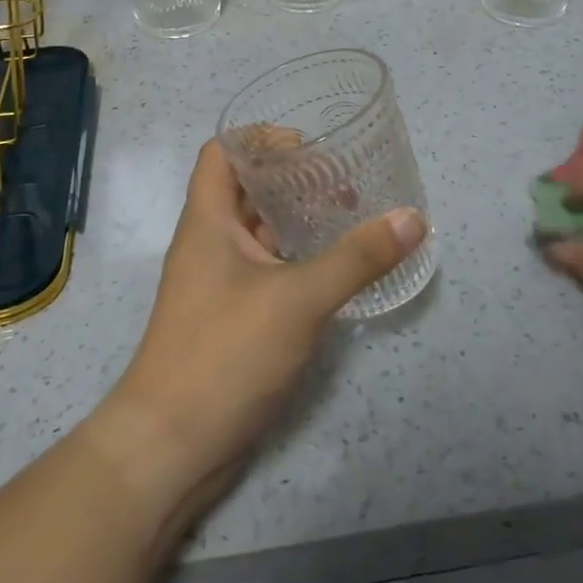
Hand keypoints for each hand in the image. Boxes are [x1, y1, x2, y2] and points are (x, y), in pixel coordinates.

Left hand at [95, 139, 426, 501]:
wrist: (170, 446)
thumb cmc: (225, 353)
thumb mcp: (299, 299)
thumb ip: (357, 258)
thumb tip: (412, 218)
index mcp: (208, 221)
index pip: (222, 152)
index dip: (259, 136)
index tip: (308, 144)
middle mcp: (208, 243)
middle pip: (245, 190)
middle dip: (290, 178)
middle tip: (341, 180)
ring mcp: (217, 283)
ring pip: (257, 233)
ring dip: (295, 220)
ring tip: (346, 216)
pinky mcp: (230, 317)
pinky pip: (264, 270)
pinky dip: (294, 259)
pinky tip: (332, 269)